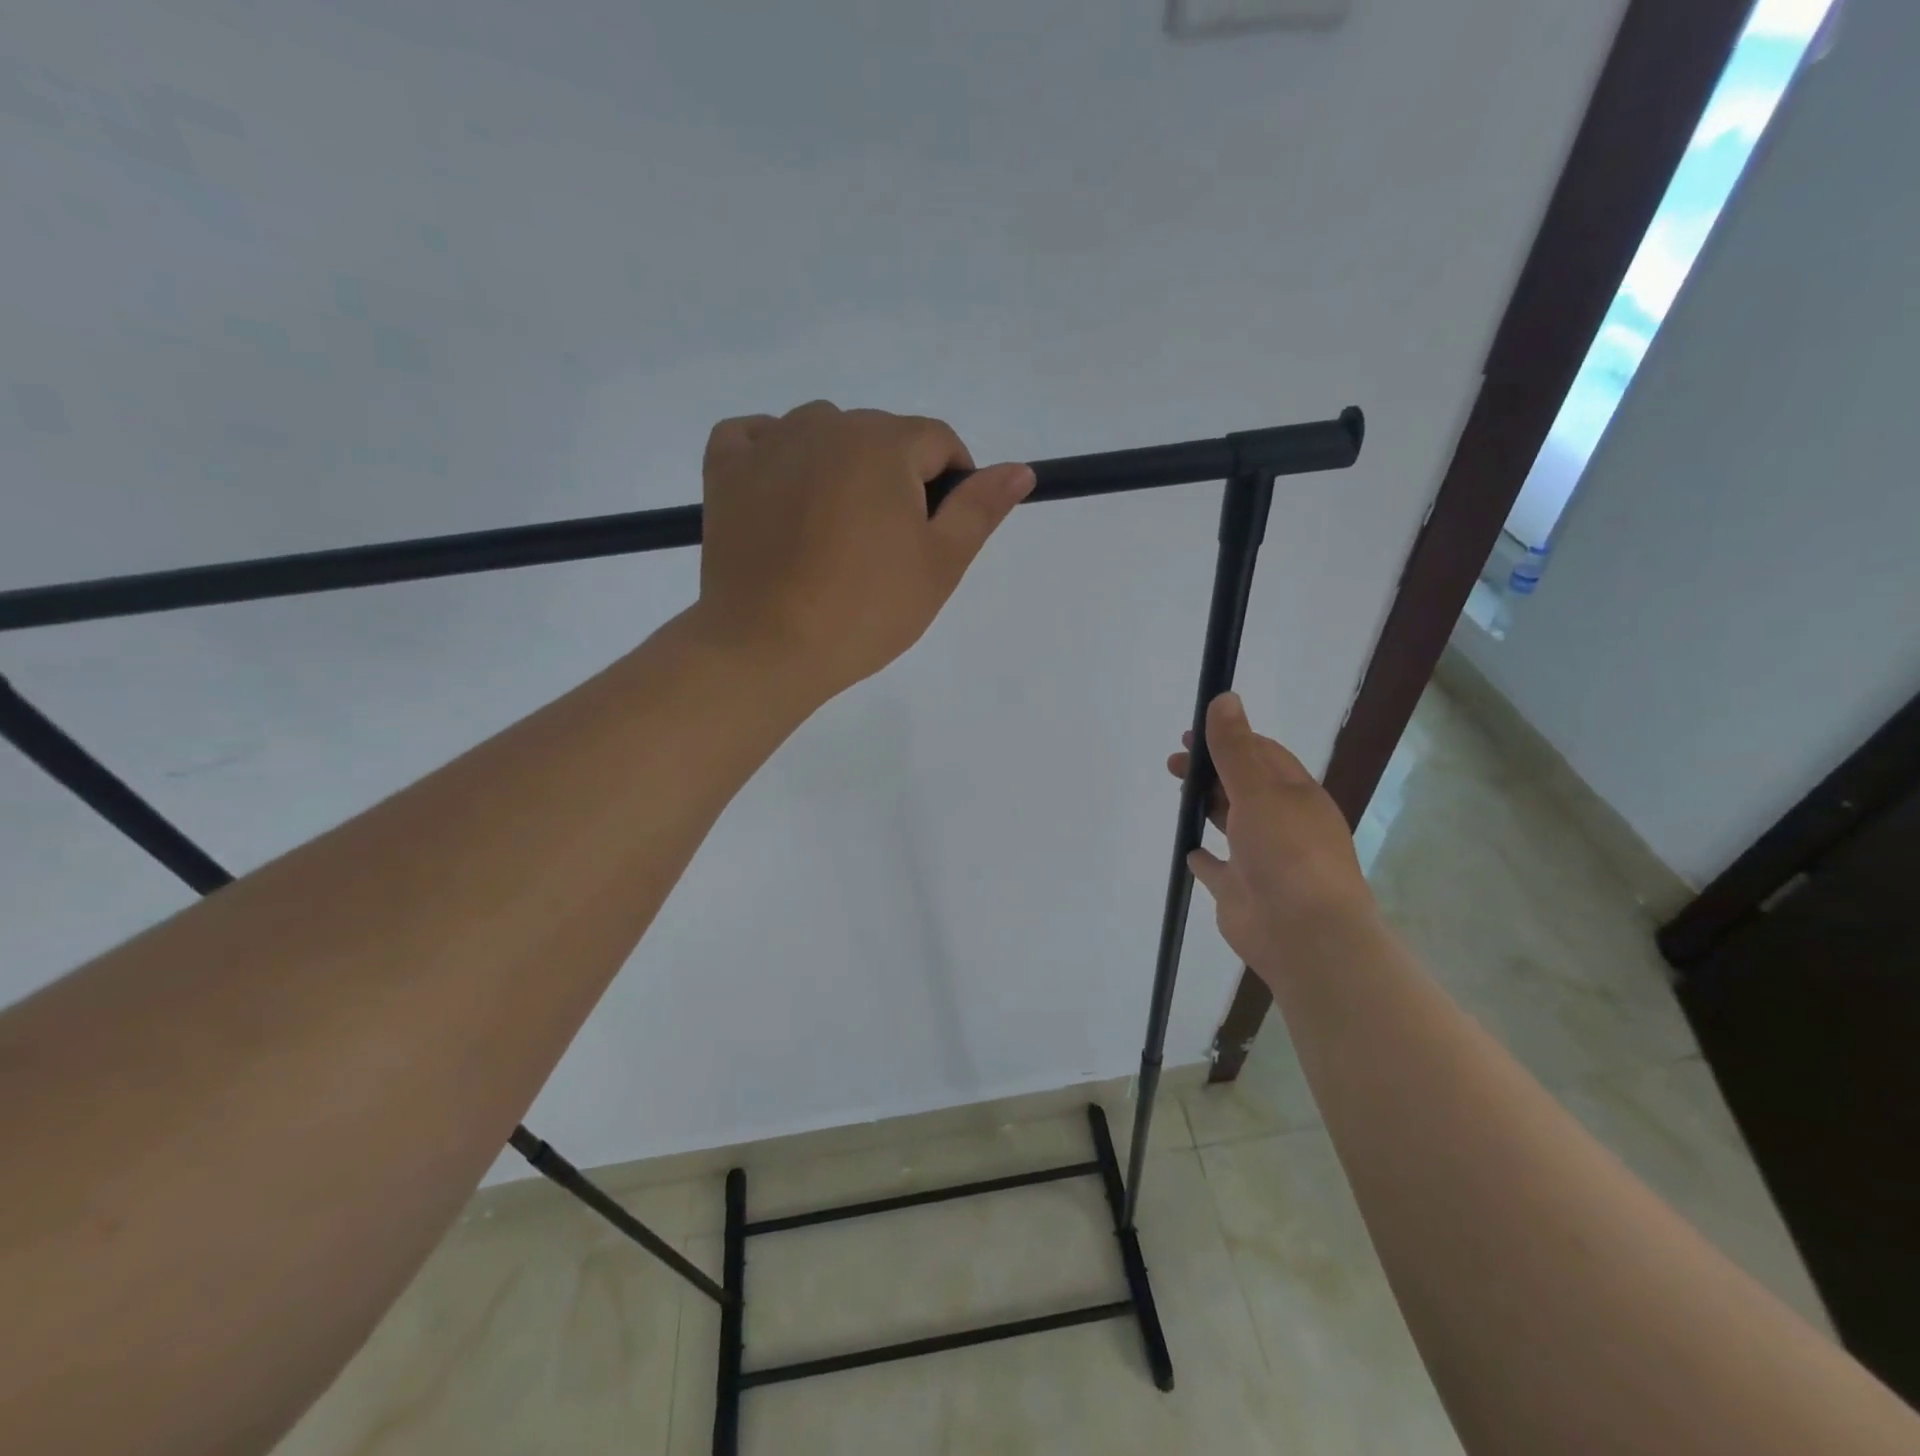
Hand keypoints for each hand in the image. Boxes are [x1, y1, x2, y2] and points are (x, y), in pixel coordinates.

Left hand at [693, 401, 1033, 702]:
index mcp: (884, 443)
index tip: (936, 535)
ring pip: (822, 434)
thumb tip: (1021, 469)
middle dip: (895, 479)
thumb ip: (980, 509)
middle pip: (881, 437)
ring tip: (833, 531)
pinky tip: (784, 495)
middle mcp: (825, 425)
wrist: (769, 647)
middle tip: (884, 548)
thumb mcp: (940, 564)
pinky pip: (757, 438)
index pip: (938, 441)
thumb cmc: (866, 610)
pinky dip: (775, 456)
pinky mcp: (725, 469)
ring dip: (839, 466)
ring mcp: (769, 442)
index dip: (950, 485)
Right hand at [1168, 692, 1375, 981]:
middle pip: (1243, 787)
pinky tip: (1189, 849)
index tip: (1190, 734)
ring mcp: (1262, 860)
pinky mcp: (1241, 892)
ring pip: (1232, 824)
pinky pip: (1219, 869)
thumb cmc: (1287, 852)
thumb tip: (1224, 698)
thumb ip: (1235, 748)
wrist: (1304, 934)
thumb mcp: (1259, 790)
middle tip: (1174, 763)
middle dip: (1211, 771)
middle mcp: (1282, 824)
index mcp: (1296, 796)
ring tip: (1179, 793)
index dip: (1228, 739)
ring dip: (1208, 806)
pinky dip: (1205, 857)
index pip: (1262, 755)